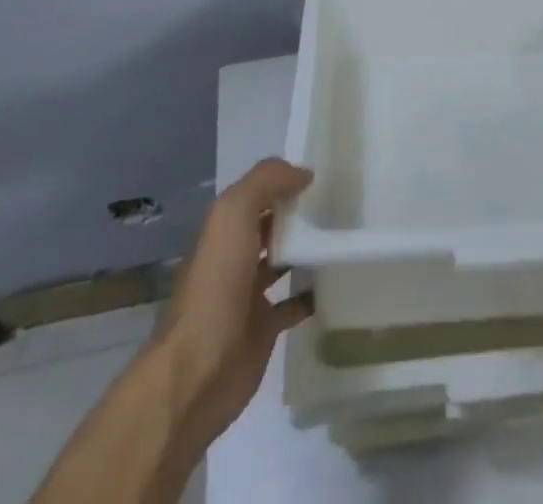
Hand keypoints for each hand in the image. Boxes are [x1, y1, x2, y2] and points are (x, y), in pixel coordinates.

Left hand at [147, 159, 313, 470]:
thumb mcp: (233, 214)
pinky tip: (335, 282)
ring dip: (307, 249)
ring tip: (343, 235)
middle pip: (270, 225)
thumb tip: (303, 172)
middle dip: (298, 212)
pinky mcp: (264, 328)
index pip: (257, 192)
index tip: (323, 172)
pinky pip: (294, 304)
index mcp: (224, 228)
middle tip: (341, 201)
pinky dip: (312, 294)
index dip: (284, 179)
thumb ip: (266, 182)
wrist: (199, 370)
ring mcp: (249, 294)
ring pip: (282, 261)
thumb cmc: (216, 285)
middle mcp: (234, 256)